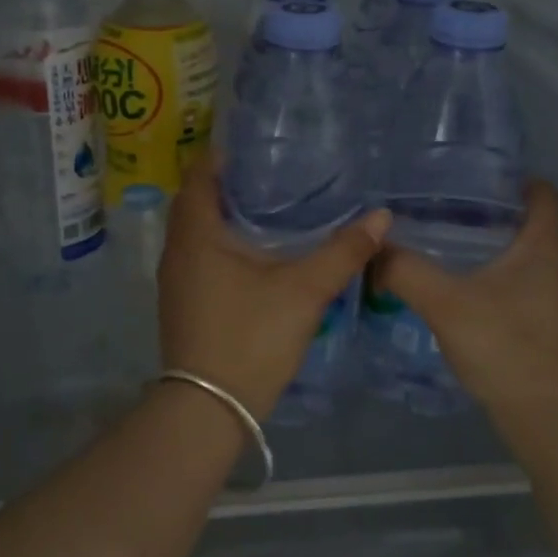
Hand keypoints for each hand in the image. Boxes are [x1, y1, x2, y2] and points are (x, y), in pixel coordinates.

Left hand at [157, 158, 390, 418]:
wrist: (208, 409)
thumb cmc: (250, 338)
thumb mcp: (304, 291)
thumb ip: (343, 252)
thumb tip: (381, 216)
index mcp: (197, 234)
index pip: (200, 174)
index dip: (224, 155)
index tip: (260, 146)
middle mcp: (177, 250)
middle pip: (196, 200)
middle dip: (229, 183)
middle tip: (273, 173)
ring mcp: (176, 278)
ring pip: (197, 230)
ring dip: (225, 215)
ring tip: (270, 206)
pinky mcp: (183, 301)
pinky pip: (199, 255)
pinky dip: (222, 242)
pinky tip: (256, 252)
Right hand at [372, 180, 557, 416]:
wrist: (541, 414)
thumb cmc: (502, 344)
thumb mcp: (443, 302)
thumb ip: (404, 269)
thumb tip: (372, 247)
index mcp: (546, 245)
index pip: (541, 191)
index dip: (510, 179)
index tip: (470, 179)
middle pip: (532, 220)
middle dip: (492, 211)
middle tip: (444, 208)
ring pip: (528, 253)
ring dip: (494, 245)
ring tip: (447, 243)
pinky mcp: (550, 321)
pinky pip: (525, 280)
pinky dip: (499, 274)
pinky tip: (464, 286)